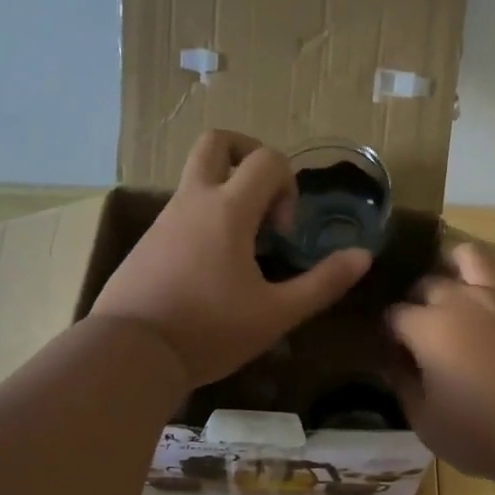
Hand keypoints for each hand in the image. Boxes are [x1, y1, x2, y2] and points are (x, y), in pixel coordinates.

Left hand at [91, 131, 370, 388]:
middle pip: (217, 142)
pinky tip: (212, 269)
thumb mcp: (276, 314)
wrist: (132, 352)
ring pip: (196, 178)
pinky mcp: (147, 242)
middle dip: (248, 154)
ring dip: (226, 193)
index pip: (267, 159)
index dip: (288, 185)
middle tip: (264, 197)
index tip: (284, 232)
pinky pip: (182, 210)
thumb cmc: (209, 330)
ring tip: (243, 246)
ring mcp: (164, 219)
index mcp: (228, 209)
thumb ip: (322, 283)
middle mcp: (193, 201)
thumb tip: (363, 256)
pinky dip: (205, 219)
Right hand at [387, 241, 494, 489]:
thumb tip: (391, 362)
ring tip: (455, 292)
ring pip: (469, 254)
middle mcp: (462, 299)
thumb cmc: (489, 436)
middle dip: (416, 301)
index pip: (393, 315)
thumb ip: (403, 386)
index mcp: (429, 328)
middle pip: (427, 282)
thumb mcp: (428, 424)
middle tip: (421, 331)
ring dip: (453, 267)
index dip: (386, 333)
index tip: (390, 351)